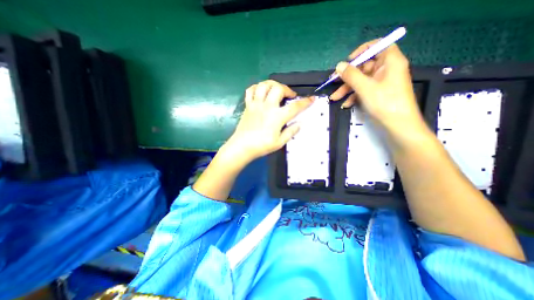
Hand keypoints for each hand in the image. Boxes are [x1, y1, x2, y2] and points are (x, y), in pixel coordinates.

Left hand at [224, 80, 313, 162]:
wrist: (242, 147)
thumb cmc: (261, 146)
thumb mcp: (279, 142)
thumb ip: (291, 132)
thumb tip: (299, 124)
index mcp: (277, 117)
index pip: (295, 107)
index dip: (305, 102)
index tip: (312, 99)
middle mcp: (267, 107)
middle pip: (278, 88)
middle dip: (287, 89)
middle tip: (290, 96)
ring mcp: (256, 104)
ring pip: (264, 85)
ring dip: (272, 84)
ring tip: (276, 90)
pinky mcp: (248, 105)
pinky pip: (250, 90)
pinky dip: (257, 87)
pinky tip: (261, 91)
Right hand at [331, 39, 426, 134]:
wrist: (397, 125)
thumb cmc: (384, 102)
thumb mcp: (365, 87)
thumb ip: (351, 75)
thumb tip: (339, 65)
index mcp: (389, 62)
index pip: (377, 46)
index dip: (361, 51)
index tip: (347, 61)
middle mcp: (386, 70)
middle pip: (364, 67)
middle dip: (347, 76)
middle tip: (333, 83)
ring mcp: (381, 83)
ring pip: (361, 81)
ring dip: (347, 89)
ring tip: (334, 98)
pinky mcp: (377, 94)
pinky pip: (363, 90)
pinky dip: (353, 96)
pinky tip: (346, 104)